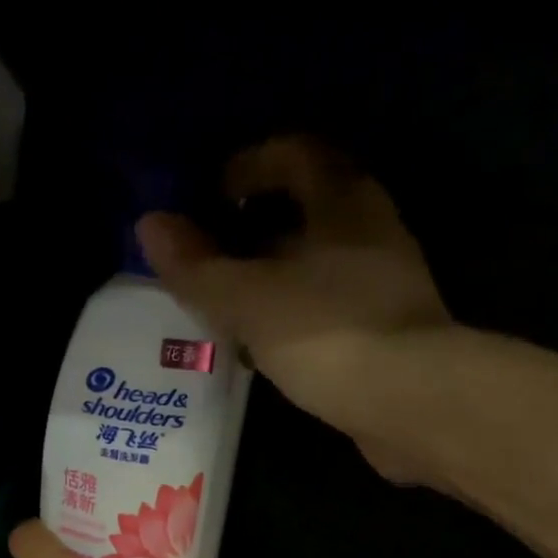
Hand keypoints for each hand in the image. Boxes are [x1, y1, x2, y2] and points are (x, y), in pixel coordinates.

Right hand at [137, 136, 453, 482]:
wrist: (408, 403)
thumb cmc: (327, 332)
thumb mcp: (248, 298)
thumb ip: (197, 266)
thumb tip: (149, 225)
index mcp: (343, 201)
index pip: (294, 154)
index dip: (247, 166)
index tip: (209, 197)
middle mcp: (371, 231)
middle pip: (306, 211)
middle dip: (254, 231)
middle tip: (210, 259)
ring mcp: (385, 285)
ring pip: (317, 267)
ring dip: (273, 280)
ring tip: (229, 309)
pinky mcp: (387, 334)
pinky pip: (328, 311)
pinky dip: (294, 319)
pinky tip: (267, 350)